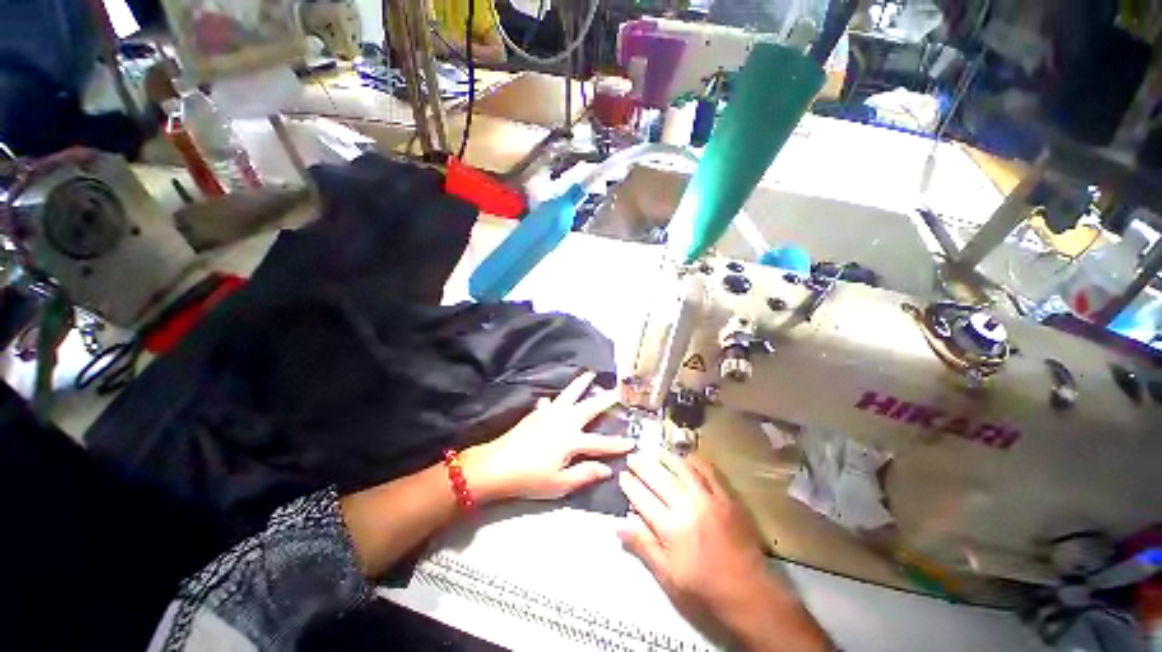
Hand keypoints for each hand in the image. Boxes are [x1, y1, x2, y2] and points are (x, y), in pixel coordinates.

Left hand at [462, 372, 634, 502]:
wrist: (496, 466)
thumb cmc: (529, 478)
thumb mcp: (559, 484)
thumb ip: (584, 475)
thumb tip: (607, 469)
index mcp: (571, 440)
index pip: (601, 443)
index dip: (618, 444)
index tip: (633, 441)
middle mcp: (564, 421)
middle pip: (589, 407)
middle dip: (606, 398)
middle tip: (618, 388)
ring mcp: (549, 414)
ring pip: (569, 394)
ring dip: (581, 384)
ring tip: (590, 374)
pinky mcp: (536, 414)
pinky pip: (550, 402)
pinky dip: (555, 399)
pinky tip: (552, 400)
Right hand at [618, 453, 829, 650]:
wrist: (750, 593)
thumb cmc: (704, 589)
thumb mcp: (668, 576)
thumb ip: (644, 547)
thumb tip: (619, 526)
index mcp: (671, 528)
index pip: (643, 498)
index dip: (630, 485)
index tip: (622, 475)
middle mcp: (688, 506)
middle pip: (659, 478)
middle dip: (643, 465)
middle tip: (633, 457)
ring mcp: (709, 498)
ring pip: (682, 469)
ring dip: (666, 458)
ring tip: (654, 451)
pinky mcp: (726, 497)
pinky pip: (708, 471)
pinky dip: (694, 461)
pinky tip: (686, 458)